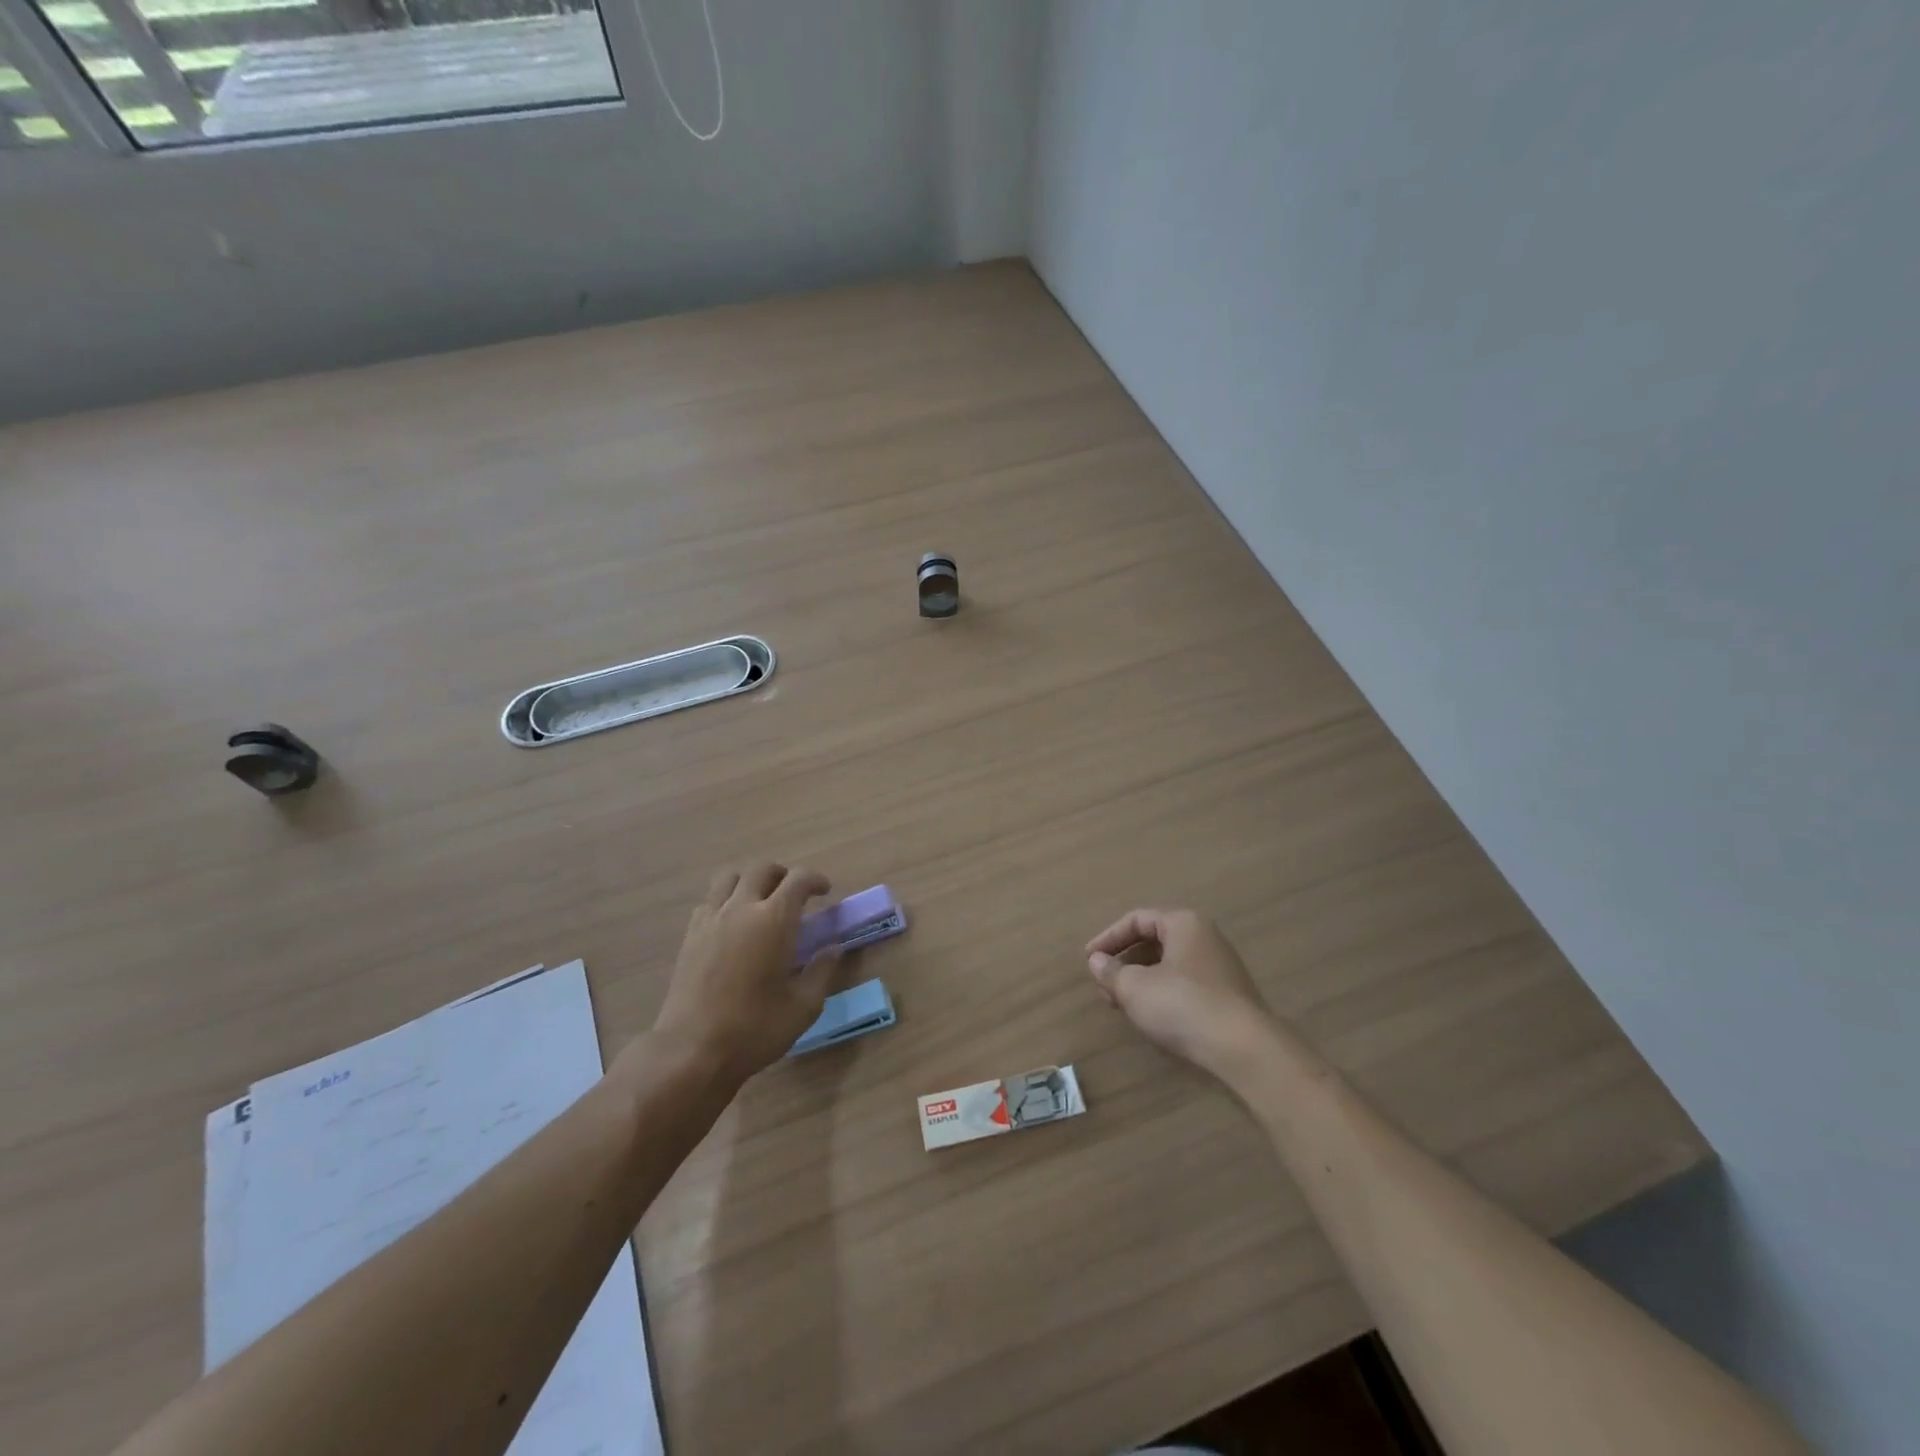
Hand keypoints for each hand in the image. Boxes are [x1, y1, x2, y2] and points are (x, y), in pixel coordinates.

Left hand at [653, 863, 840, 1083]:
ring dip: (750, 880)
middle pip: (762, 869)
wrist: (691, 1051)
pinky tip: (733, 923)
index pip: (798, 880)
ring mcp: (710, 919)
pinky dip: (726, 899)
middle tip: (795, 895)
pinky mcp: (690, 935)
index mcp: (774, 920)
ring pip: (730, 877)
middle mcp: (741, 908)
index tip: (825, 891)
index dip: (815, 879)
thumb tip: (833, 948)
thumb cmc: (754, 1029)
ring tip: (761, 901)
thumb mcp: (803, 1006)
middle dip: (783, 875)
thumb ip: (821, 971)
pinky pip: (709, 900)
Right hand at [1086, 908, 1273, 1077]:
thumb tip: (1097, 961)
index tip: (1089, 960)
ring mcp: (1220, 967)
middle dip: (1124, 962)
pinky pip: (1185, 984)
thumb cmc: (1183, 1005)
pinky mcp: (1228, 996)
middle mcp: (1205, 937)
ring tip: (1121, 1004)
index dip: (1108, 938)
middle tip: (1104, 986)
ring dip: (1140, 981)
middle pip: (1154, 941)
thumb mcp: (1135, 988)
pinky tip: (1150, 1017)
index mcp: (1184, 923)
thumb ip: (1111, 972)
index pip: (1137, 919)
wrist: (1244, 1049)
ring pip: (1169, 965)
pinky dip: (1161, 994)